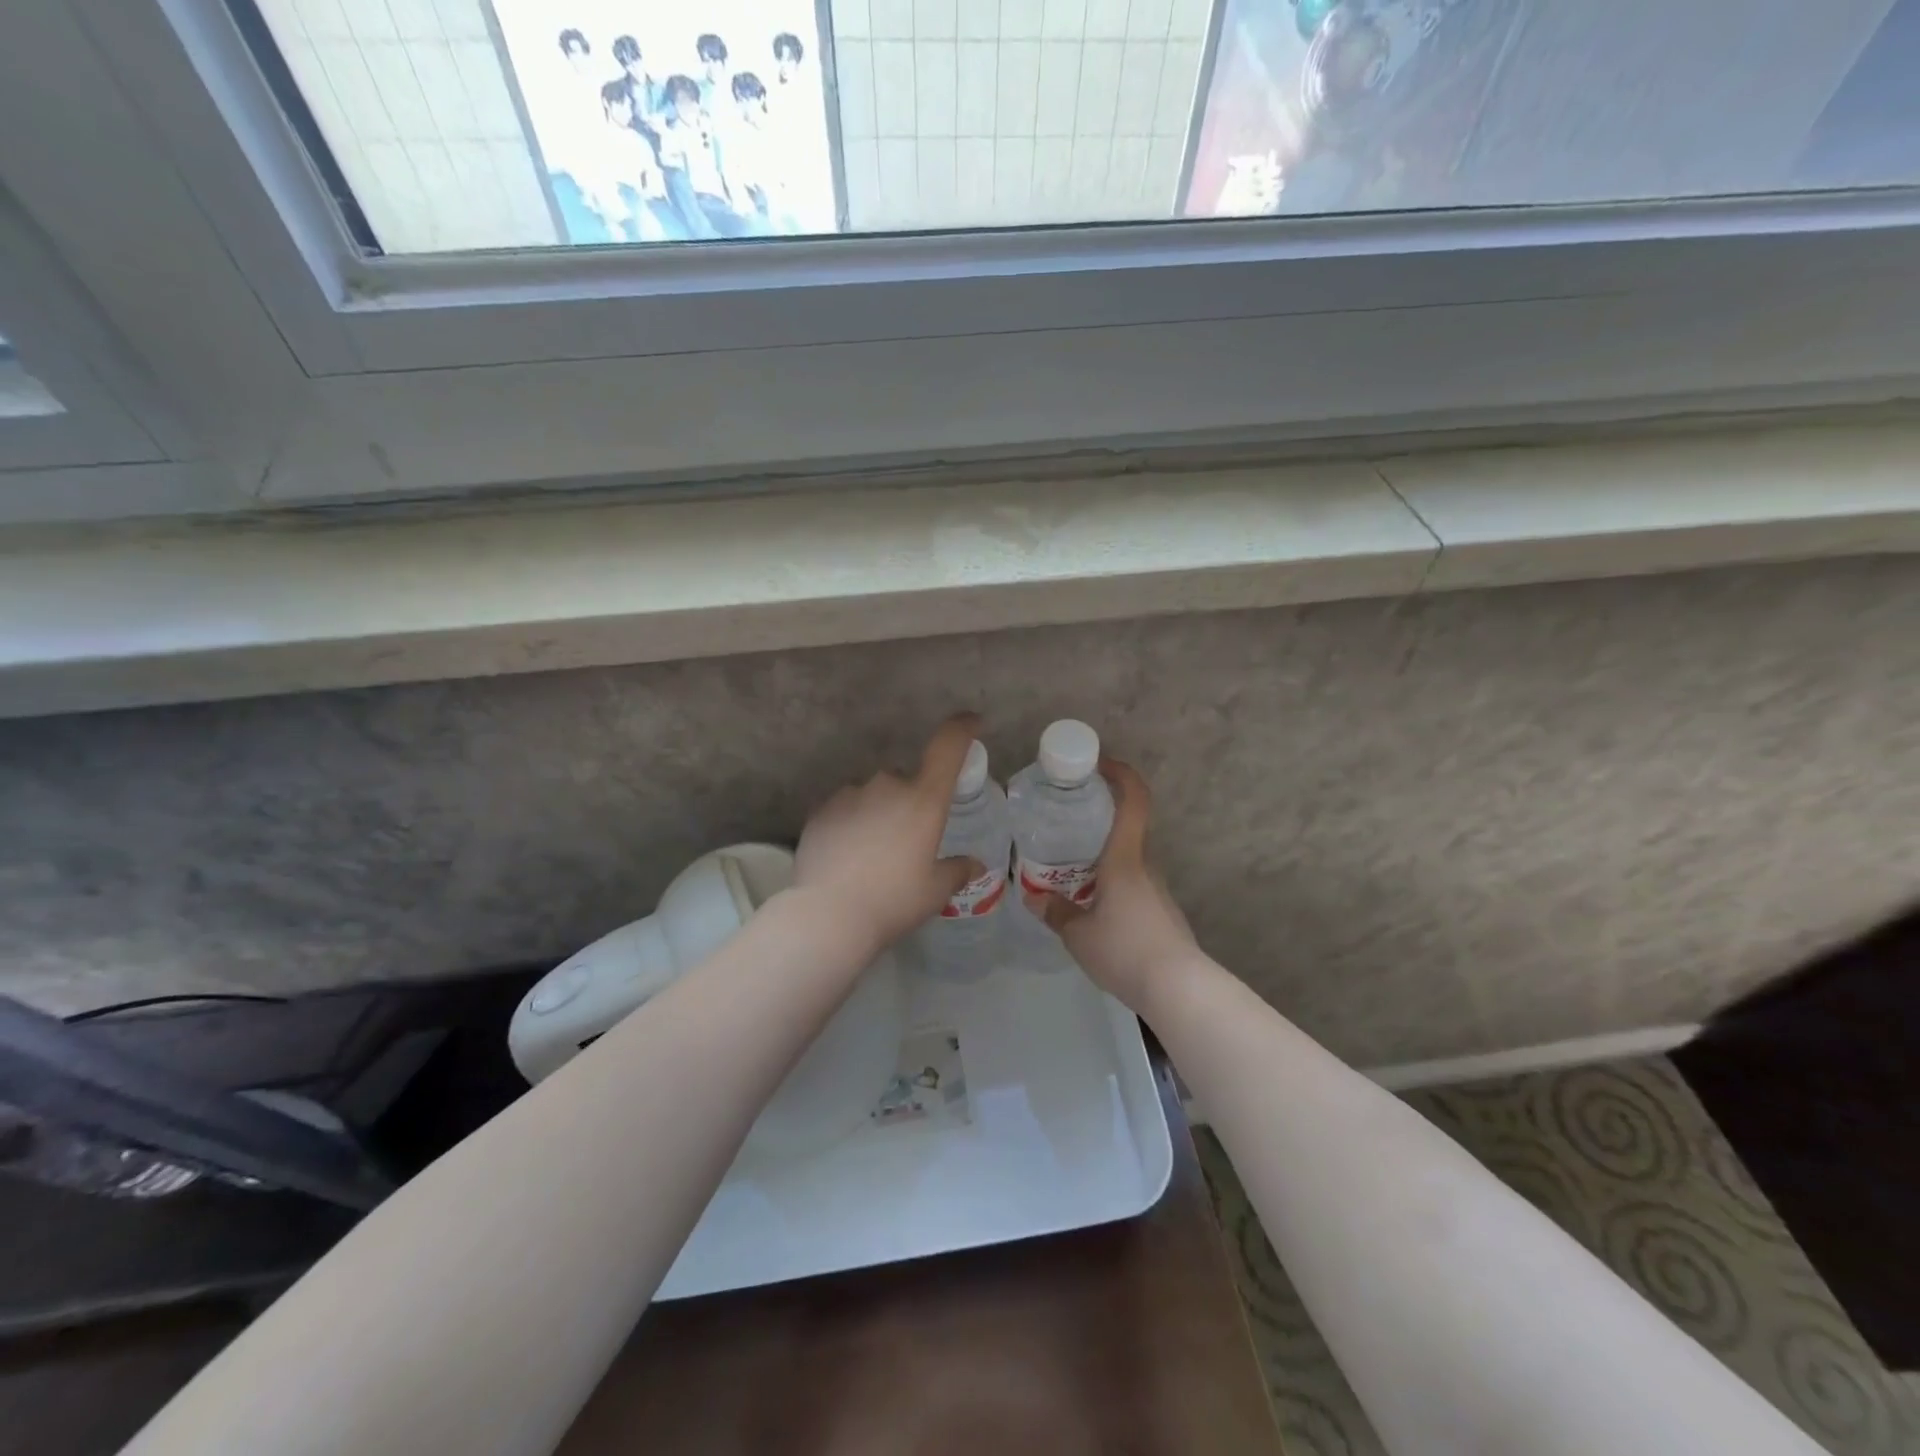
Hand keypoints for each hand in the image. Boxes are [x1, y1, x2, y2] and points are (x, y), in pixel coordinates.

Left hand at [792, 715, 983, 956]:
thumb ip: (957, 871)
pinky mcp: (821, 810)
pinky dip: (851, 824)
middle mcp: (887, 785)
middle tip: (907, 842)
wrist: (829, 914)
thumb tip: (974, 864)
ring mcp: (850, 794)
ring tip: (873, 855)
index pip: (948, 746)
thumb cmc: (894, 900)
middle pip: (906, 780)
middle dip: (910, 802)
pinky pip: (845, 810)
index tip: (972, 722)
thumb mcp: (935, 891)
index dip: (962, 728)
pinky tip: (847, 856)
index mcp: (924, 799)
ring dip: (878, 813)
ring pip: (872, 795)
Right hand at [1024, 759, 1202, 1014]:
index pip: (1134, 801)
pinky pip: (1132, 886)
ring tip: (1070, 872)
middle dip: (1098, 822)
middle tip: (1064, 826)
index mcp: (1124, 859)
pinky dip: (1111, 884)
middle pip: (1126, 830)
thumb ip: (1055, 911)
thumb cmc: (1125, 949)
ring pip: (1127, 862)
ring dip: (1102, 859)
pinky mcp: (1162, 913)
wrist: (1178, 988)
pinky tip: (1092, 908)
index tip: (1099, 764)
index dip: (1121, 774)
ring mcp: (1157, 890)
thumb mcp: (1078, 934)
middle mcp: (1145, 866)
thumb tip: (1033, 896)